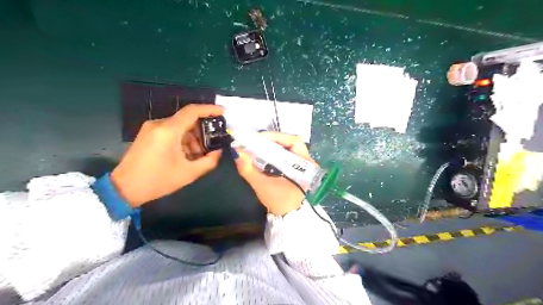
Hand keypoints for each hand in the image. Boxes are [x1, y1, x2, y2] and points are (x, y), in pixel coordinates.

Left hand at [110, 103, 223, 207]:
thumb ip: (209, 161)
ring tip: (200, 155)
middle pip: (187, 120)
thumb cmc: (158, 181)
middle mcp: (159, 124)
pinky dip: (183, 140)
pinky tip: (187, 154)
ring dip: (193, 138)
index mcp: (169, 130)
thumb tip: (219, 151)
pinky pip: (171, 131)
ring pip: (180, 126)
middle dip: (202, 131)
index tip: (223, 112)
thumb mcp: (189, 173)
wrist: (124, 188)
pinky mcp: (148, 134)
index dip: (210, 109)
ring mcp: (152, 128)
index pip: (192, 111)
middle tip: (213, 144)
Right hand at [234, 132, 319, 215]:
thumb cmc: (280, 201)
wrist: (289, 218)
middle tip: (256, 141)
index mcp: (305, 164)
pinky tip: (263, 155)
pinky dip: (274, 153)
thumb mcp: (262, 186)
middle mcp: (307, 161)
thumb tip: (236, 152)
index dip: (276, 136)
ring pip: (288, 148)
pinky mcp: (297, 169)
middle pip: (290, 143)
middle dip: (272, 140)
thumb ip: (248, 169)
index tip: (258, 137)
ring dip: (273, 146)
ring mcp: (303, 165)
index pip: (293, 141)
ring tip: (257, 146)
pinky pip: (286, 155)